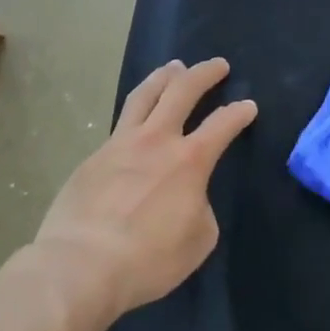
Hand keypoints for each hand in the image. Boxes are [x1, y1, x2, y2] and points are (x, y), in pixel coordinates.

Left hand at [34, 58, 256, 328]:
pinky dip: (136, 111)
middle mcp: (156, 140)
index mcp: (190, 161)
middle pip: (182, 91)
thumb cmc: (148, 259)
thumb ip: (200, 208)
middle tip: (217, 65)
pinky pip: (120, 123)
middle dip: (204, 74)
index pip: (223, 124)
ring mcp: (120, 145)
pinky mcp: (93, 157)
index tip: (248, 106)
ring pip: (144, 96)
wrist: (81, 265)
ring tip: (174, 67)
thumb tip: (188, 197)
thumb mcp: (198, 240)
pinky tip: (137, 117)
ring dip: (164, 77)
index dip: (240, 112)